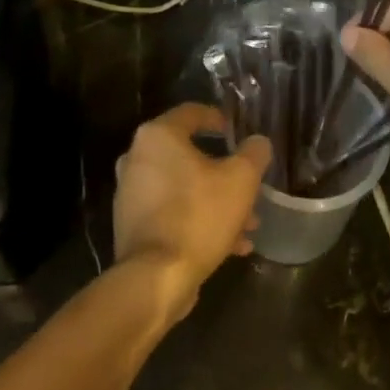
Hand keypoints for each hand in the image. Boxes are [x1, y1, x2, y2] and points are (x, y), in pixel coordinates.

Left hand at [112, 104, 271, 324]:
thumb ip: (253, 154)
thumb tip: (258, 142)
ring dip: (217, 202)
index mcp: (158, 137)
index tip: (239, 133)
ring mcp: (131, 193)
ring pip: (184, 188)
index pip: (192, 113)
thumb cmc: (199, 216)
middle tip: (250, 187)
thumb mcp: (241, 180)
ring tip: (249, 224)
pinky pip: (173, 212)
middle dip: (225, 173)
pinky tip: (231, 246)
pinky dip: (199, 221)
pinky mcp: (133, 224)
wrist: (157, 277)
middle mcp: (137, 158)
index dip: (219, 119)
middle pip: (190, 155)